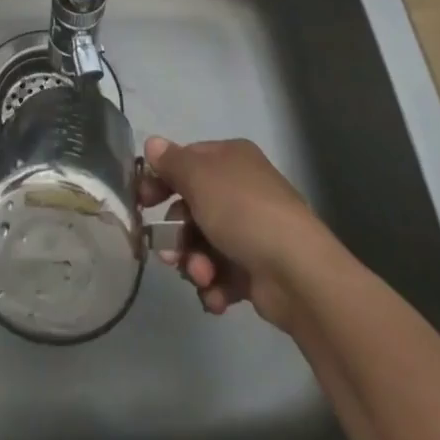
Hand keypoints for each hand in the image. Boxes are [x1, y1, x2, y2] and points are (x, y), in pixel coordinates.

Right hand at [141, 135, 335, 332]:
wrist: (296, 271)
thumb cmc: (241, 211)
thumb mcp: (198, 177)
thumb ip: (171, 162)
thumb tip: (153, 143)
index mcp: (231, 158)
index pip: (187, 162)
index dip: (162, 180)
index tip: (142, 203)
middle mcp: (242, 189)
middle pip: (194, 207)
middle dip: (178, 234)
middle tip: (169, 254)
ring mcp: (253, 230)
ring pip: (205, 243)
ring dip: (195, 263)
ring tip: (201, 276)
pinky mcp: (259, 269)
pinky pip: (224, 273)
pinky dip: (215, 286)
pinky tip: (215, 296)